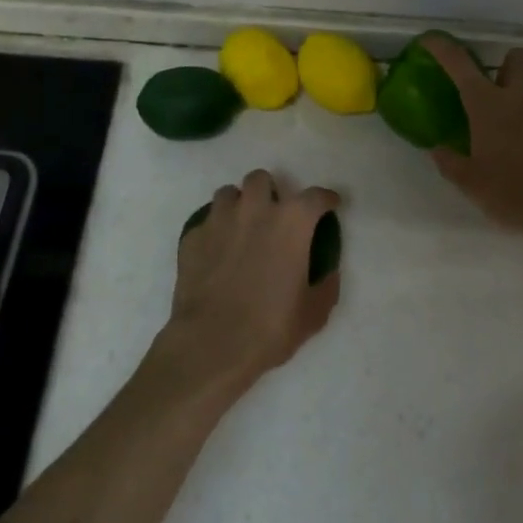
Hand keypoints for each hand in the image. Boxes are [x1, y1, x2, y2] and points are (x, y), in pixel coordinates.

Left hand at [157, 170, 341, 400]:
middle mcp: (255, 209)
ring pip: (228, 193)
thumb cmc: (270, 327)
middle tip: (274, 214)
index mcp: (291, 222)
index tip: (329, 205)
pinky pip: (205, 222)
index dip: (326, 199)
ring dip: (239, 205)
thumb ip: (326, 284)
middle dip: (270, 191)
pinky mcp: (193, 237)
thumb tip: (327, 271)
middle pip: (261, 179)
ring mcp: (219, 220)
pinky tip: (217, 252)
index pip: (315, 196)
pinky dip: (214, 231)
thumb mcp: (314, 312)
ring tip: (242, 227)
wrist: (212, 344)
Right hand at [422, 37, 522, 255]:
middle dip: (506, 64)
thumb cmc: (512, 193)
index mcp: (488, 105)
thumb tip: (438, 150)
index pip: (460, 64)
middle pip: (518, 57)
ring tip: (521, 116)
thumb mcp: (470, 184)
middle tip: (496, 88)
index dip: (443, 48)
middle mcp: (521, 97)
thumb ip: (451, 162)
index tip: (431, 40)